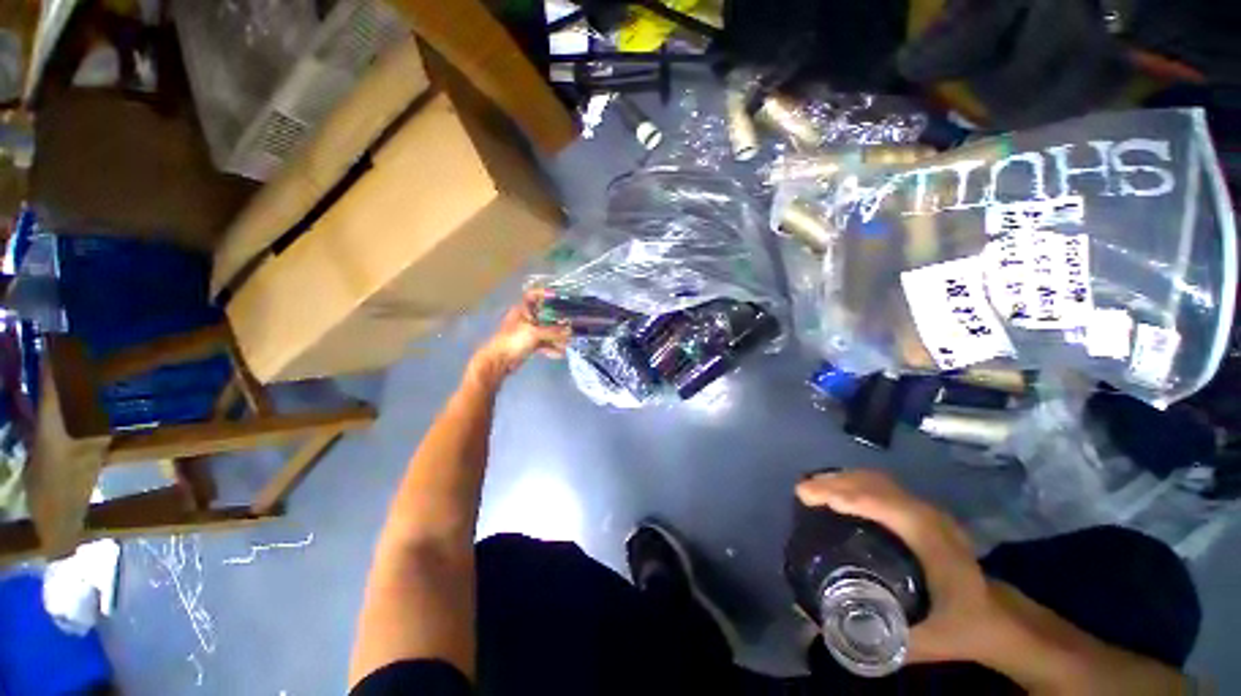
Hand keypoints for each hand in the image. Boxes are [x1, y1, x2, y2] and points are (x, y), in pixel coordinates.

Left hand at [468, 289, 570, 385]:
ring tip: (569, 341)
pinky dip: (551, 348)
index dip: (545, 294)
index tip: (560, 297)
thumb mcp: (534, 333)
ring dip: (557, 336)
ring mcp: (527, 332)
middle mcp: (526, 319)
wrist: (499, 361)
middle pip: (544, 315)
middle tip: (571, 321)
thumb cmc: (513, 341)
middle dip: (558, 319)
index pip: (533, 295)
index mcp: (522, 310)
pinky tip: (561, 353)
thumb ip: (553, 332)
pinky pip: (544, 343)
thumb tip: (570, 331)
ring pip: (546, 331)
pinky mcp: (529, 345)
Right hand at [795, 470, 1003, 665]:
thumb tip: (811, 621)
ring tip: (813, 488)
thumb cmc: (960, 627)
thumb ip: (866, 634)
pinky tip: (839, 492)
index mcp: (933, 543)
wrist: (997, 619)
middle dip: (835, 483)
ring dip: (842, 479)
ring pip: (878, 481)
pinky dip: (855, 483)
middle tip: (802, 492)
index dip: (846, 496)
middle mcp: (930, 518)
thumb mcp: (918, 642)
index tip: (808, 497)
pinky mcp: (922, 512)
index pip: (886, 506)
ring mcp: (928, 511)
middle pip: (876, 485)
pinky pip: (882, 486)